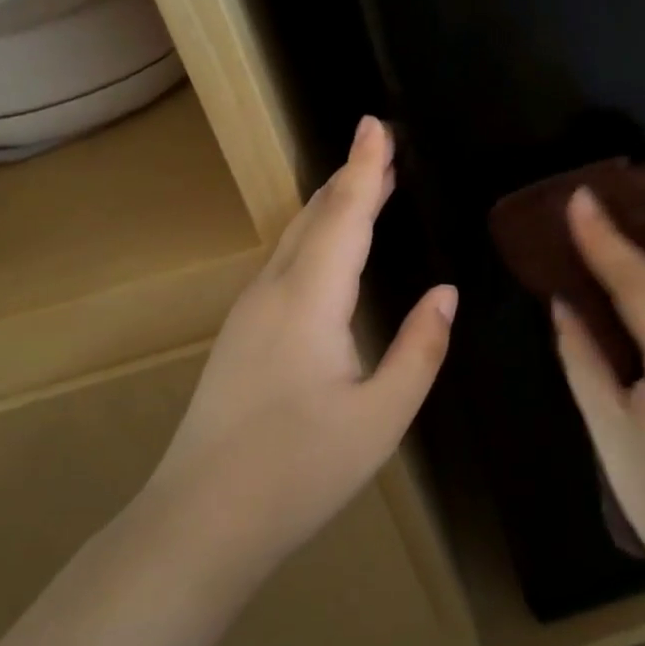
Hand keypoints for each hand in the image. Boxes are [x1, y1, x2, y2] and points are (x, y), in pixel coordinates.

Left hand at [150, 116, 455, 582]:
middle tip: (383, 146)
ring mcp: (249, 311)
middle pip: (315, 216)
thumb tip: (445, 293)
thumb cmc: (299, 471)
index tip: (377, 123)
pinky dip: (316, 234)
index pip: (345, 215)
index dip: (365, 167)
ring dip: (332, 204)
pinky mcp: (241, 333)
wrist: (199, 522)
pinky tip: (329, 248)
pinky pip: (285, 261)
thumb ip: (419, 349)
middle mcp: (274, 291)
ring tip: (366, 184)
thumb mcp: (381, 416)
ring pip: (295, 237)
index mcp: (310, 301)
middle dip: (351, 177)